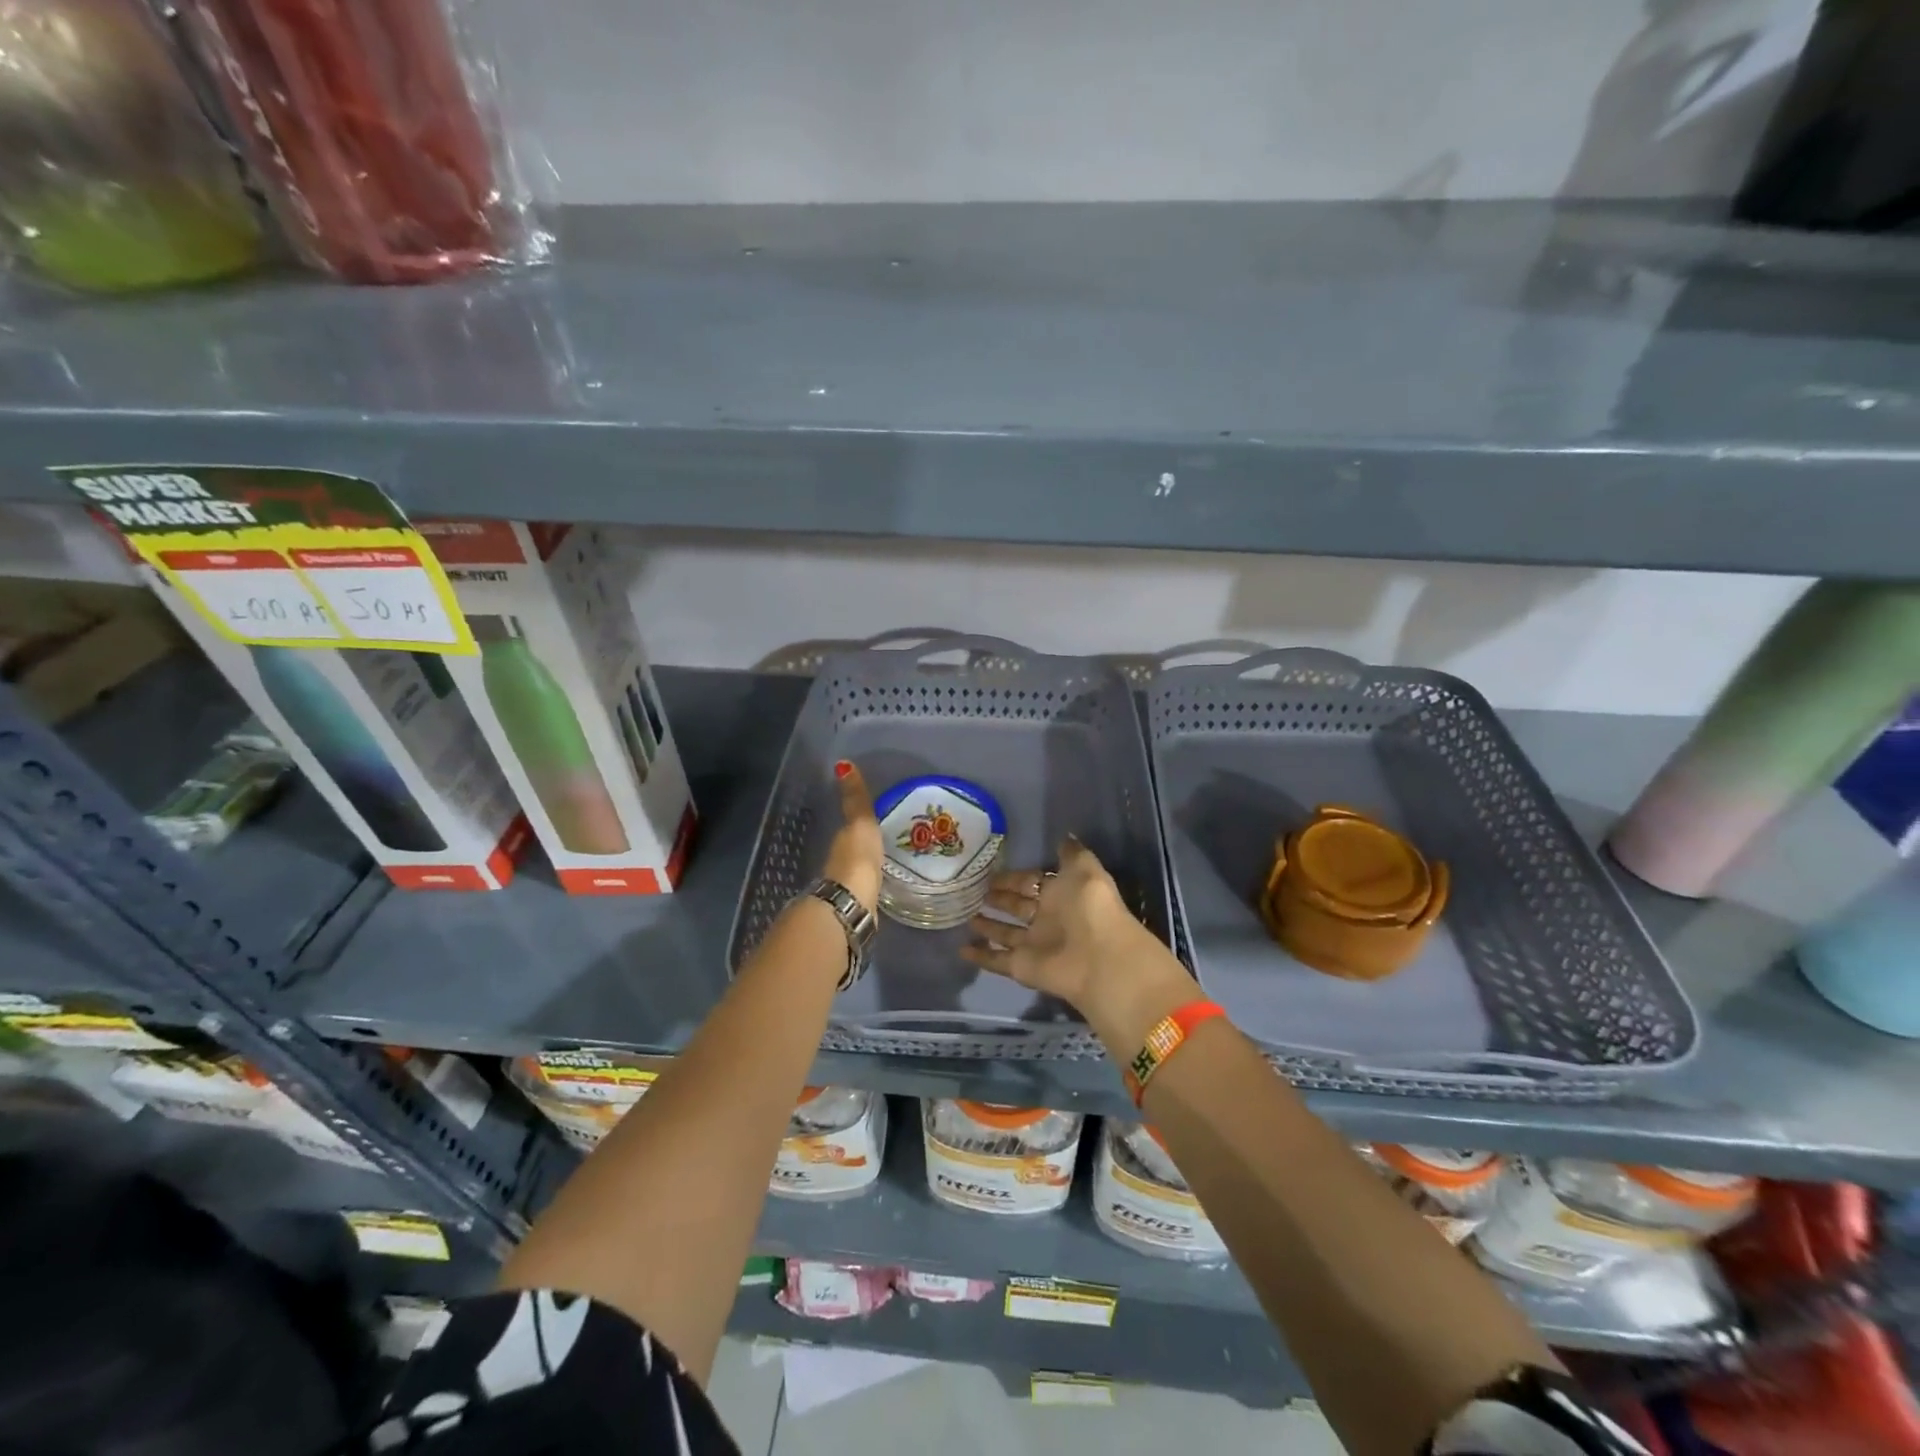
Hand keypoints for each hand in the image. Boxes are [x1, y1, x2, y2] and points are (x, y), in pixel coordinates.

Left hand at [821, 760, 882, 911]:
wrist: (852, 903)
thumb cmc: (857, 857)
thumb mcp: (860, 822)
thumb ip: (855, 799)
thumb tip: (842, 763)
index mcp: (841, 842)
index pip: (849, 829)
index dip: (859, 824)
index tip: (874, 821)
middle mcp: (839, 863)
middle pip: (852, 850)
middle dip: (864, 846)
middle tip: (885, 841)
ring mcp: (847, 887)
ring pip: (858, 871)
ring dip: (867, 867)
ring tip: (888, 863)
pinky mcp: (858, 906)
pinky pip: (866, 890)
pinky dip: (872, 885)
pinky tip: (882, 887)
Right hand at [960, 839, 1190, 1036]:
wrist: (1097, 956)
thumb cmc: (1089, 907)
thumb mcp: (1083, 868)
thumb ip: (1071, 853)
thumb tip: (1065, 835)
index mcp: (1060, 894)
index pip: (1031, 882)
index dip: (1013, 877)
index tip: (990, 870)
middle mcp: (1047, 919)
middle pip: (1017, 906)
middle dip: (999, 898)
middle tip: (974, 890)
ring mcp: (1033, 944)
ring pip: (1005, 933)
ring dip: (988, 926)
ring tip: (965, 916)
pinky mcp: (1021, 966)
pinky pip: (996, 960)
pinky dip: (980, 956)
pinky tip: (960, 949)